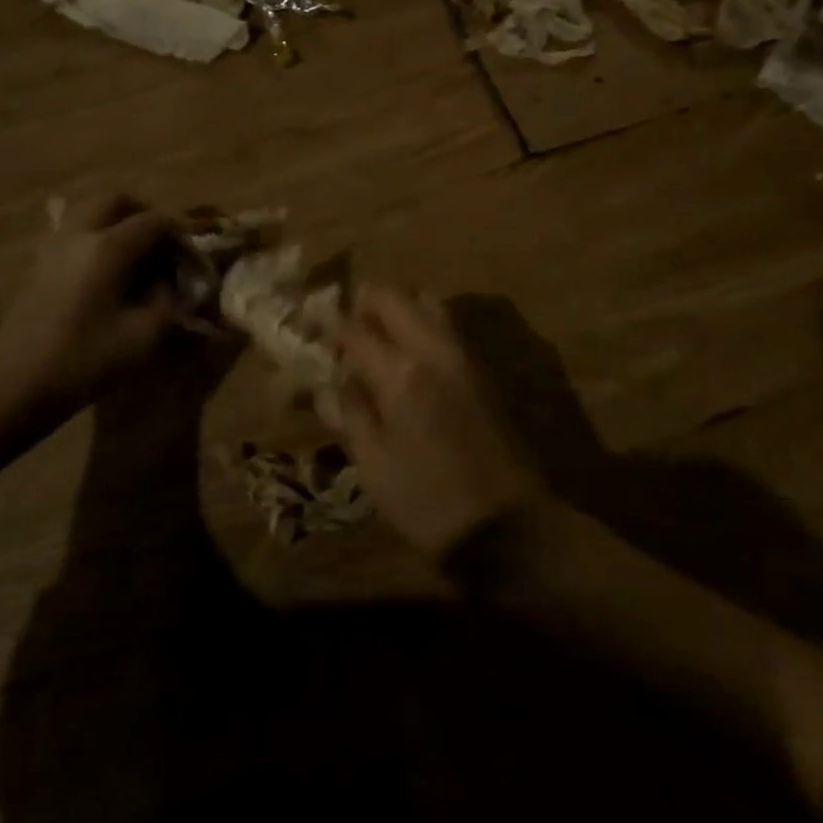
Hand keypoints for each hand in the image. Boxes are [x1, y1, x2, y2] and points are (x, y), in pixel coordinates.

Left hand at [0, 194, 181, 415]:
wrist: (13, 386)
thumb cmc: (82, 361)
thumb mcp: (142, 338)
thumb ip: (166, 302)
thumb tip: (169, 283)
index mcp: (108, 247)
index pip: (154, 221)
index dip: (177, 234)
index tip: (189, 256)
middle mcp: (80, 234)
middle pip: (116, 200)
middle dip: (143, 213)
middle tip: (160, 243)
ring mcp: (53, 246)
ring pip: (88, 210)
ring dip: (115, 220)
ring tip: (132, 252)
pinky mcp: (38, 263)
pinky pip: (68, 230)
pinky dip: (90, 234)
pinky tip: (100, 263)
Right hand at [337, 287, 543, 559]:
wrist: (509, 526)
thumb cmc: (428, 502)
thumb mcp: (374, 466)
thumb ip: (351, 413)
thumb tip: (332, 381)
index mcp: (400, 373)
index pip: (355, 329)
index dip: (331, 325)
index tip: (314, 325)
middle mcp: (433, 350)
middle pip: (396, 296)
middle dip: (366, 301)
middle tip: (348, 323)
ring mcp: (463, 355)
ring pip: (427, 301)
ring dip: (399, 307)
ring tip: (379, 334)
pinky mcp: (482, 368)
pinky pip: (447, 324)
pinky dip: (422, 322)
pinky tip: (410, 353)